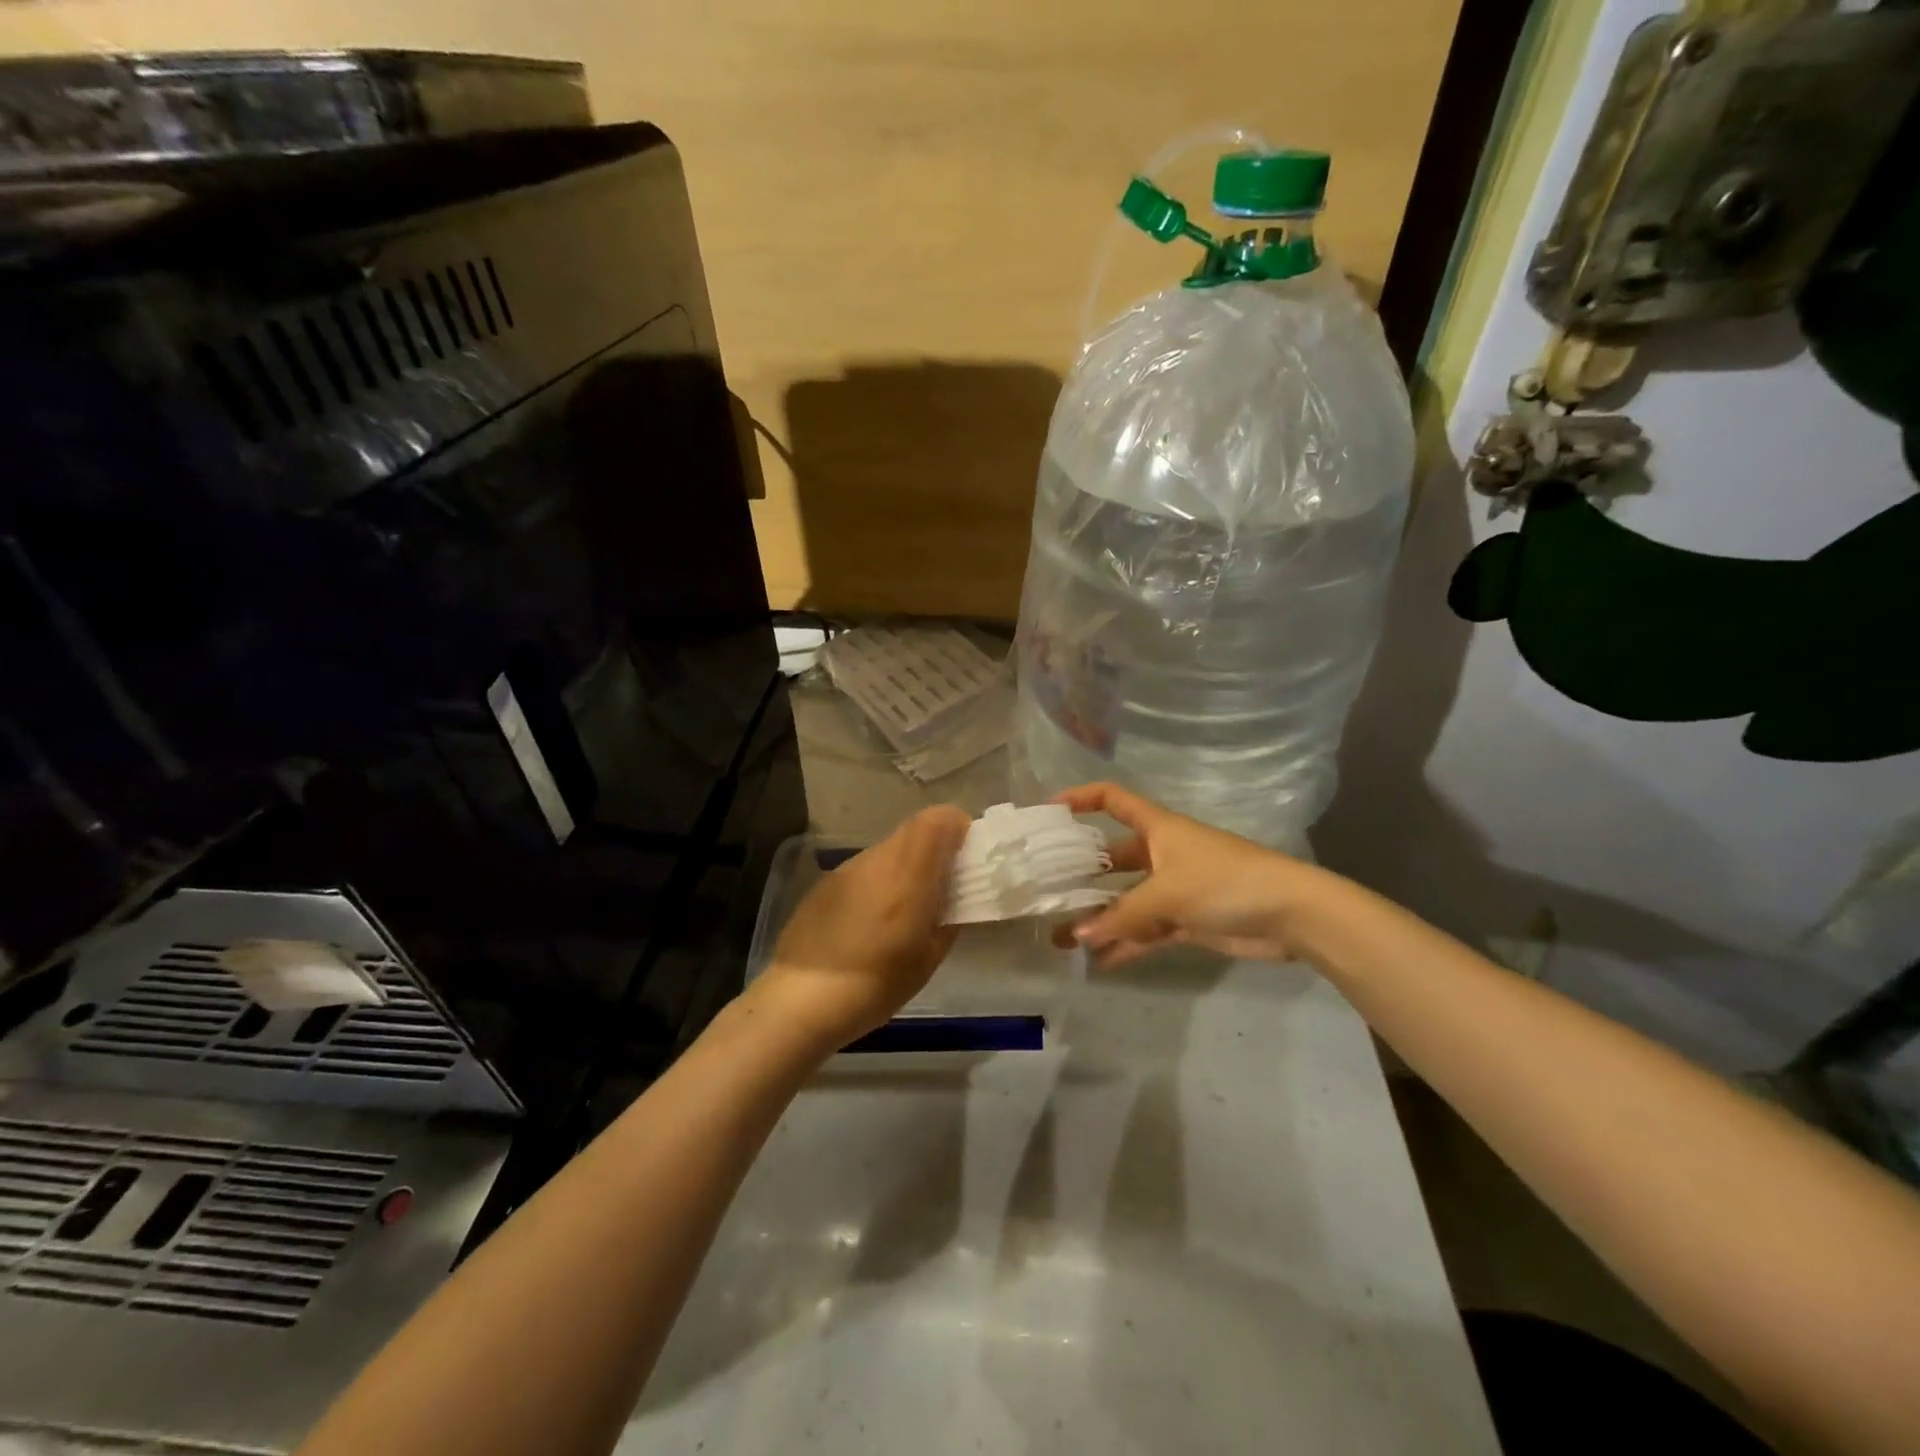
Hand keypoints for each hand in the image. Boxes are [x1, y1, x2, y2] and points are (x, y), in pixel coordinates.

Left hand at [756, 805, 971, 1048]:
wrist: (801, 999)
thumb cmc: (875, 983)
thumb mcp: (928, 958)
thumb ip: (949, 918)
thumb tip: (957, 898)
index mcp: (909, 872)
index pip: (939, 819)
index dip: (958, 828)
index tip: (966, 856)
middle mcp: (878, 858)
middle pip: (915, 830)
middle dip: (935, 848)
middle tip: (943, 885)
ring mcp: (848, 868)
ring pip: (889, 849)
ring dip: (907, 865)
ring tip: (906, 908)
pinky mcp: (826, 883)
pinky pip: (865, 869)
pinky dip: (880, 881)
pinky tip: (871, 921)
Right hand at [1053, 782, 1325, 968]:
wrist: (1290, 914)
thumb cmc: (1224, 882)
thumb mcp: (1167, 893)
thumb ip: (1122, 916)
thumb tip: (1077, 935)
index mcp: (1157, 828)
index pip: (1113, 799)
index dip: (1081, 798)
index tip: (1049, 811)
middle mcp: (1162, 853)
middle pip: (1114, 858)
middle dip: (1083, 875)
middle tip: (1047, 893)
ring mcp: (1175, 888)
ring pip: (1128, 901)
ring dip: (1101, 918)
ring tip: (1063, 938)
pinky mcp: (1188, 920)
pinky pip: (1147, 930)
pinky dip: (1127, 943)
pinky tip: (1100, 961)